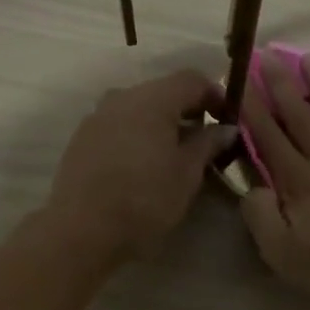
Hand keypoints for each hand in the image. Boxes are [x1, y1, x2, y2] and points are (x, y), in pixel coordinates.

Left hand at [45, 69, 235, 263]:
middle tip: (204, 140)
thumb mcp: (187, 173)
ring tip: (173, 156)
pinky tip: (143, 165)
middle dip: (187, 110)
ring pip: (138, 109)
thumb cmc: (146, 199)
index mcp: (152, 99)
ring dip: (160, 124)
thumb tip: (225, 129)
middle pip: (163, 91)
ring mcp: (97, 117)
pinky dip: (137, 136)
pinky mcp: (81, 139)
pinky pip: (118, 126)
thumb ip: (208, 144)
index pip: (192, 79)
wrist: (83, 230)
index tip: (227, 120)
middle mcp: (122, 97)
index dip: (215, 95)